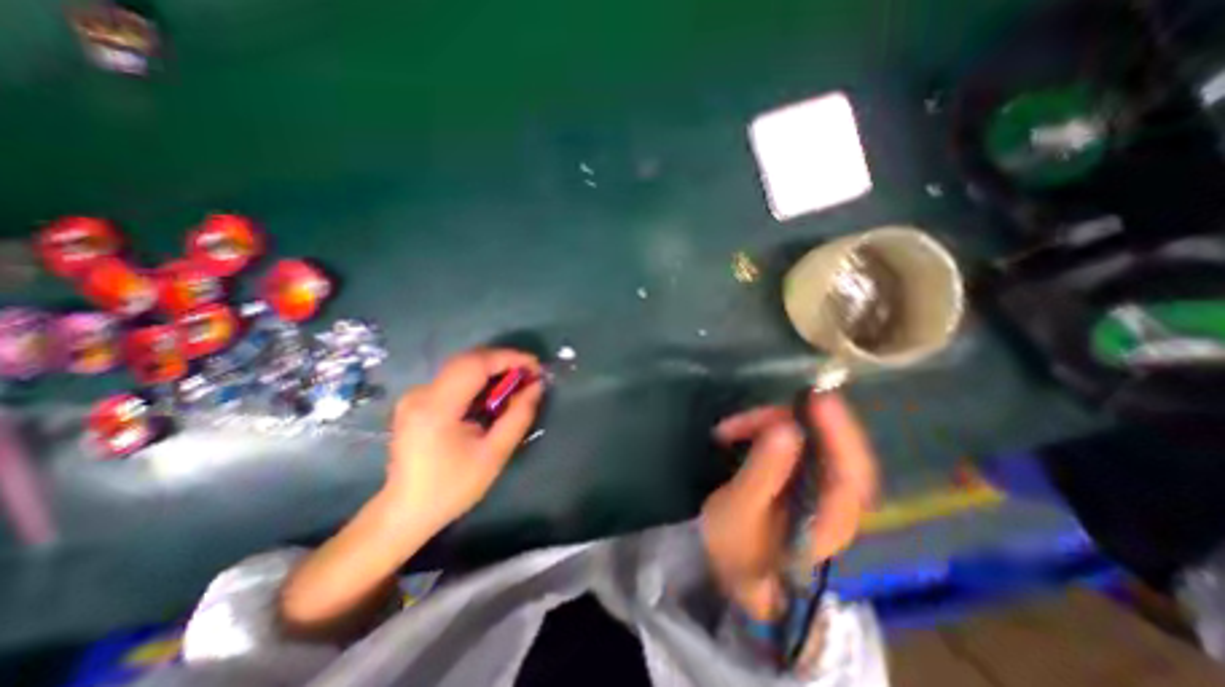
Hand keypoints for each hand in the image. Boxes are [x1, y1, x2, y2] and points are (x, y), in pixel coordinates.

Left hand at [384, 350, 542, 530]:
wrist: (405, 512)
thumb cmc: (452, 487)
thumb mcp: (494, 454)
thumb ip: (518, 416)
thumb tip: (537, 386)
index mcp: (437, 407)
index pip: (476, 364)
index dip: (509, 358)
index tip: (535, 366)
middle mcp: (421, 393)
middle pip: (468, 360)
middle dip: (503, 361)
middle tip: (530, 375)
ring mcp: (415, 395)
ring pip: (462, 366)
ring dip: (493, 369)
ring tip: (517, 383)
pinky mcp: (417, 400)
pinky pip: (454, 378)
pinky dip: (479, 379)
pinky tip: (494, 393)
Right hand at [699, 395, 880, 619]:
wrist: (733, 568)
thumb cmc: (737, 545)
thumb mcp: (741, 509)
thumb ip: (764, 471)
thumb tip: (786, 427)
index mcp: (831, 518)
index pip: (852, 471)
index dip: (839, 431)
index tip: (818, 399)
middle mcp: (836, 499)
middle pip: (831, 446)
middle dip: (792, 422)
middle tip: (752, 414)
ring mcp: (820, 484)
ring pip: (809, 438)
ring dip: (771, 424)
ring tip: (731, 427)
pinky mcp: (802, 474)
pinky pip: (794, 441)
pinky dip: (767, 429)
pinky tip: (740, 431)